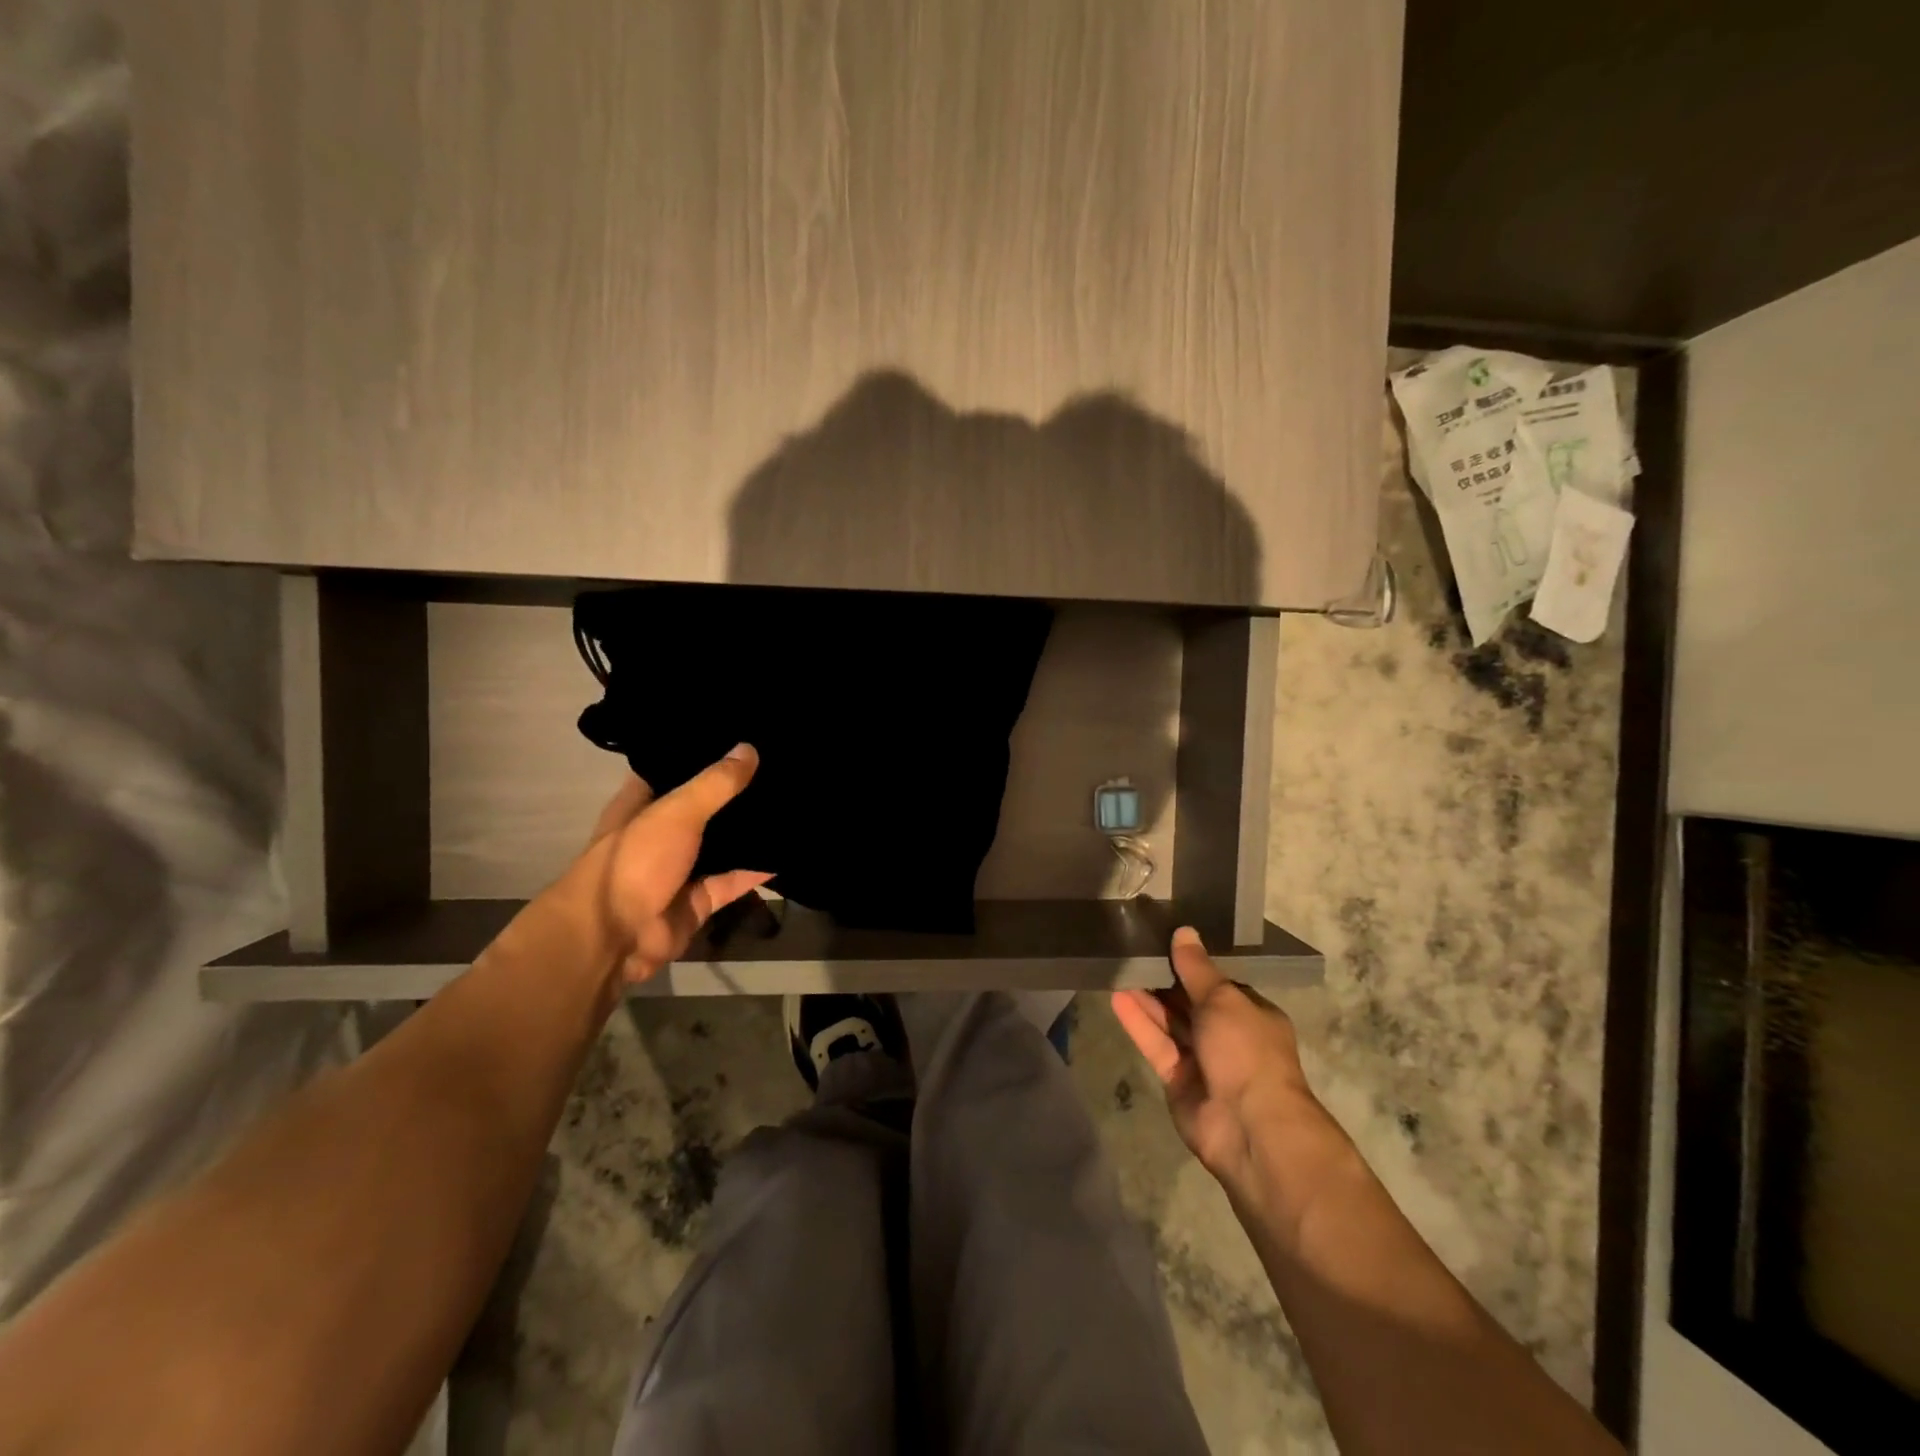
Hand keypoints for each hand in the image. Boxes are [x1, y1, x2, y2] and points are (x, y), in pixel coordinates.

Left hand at [577, 744, 771, 983]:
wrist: (615, 938)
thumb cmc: (635, 862)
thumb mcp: (676, 812)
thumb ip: (715, 784)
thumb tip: (750, 748)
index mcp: (641, 805)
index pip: (671, 769)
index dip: (699, 754)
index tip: (738, 736)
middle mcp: (660, 834)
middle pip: (702, 807)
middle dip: (733, 792)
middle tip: (777, 766)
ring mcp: (679, 869)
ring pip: (720, 844)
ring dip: (747, 831)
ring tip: (790, 802)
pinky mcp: (699, 900)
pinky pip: (733, 880)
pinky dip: (756, 870)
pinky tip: (787, 850)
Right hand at [1112, 926, 1317, 1181]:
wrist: (1249, 1126)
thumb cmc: (1246, 1051)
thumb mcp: (1224, 998)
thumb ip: (1197, 968)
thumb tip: (1184, 931)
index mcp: (1250, 1014)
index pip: (1218, 983)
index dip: (1192, 963)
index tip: (1164, 940)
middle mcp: (1228, 1036)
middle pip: (1190, 1002)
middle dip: (1165, 980)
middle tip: (1133, 951)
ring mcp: (1202, 1060)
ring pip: (1170, 1022)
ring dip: (1147, 999)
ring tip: (1119, 968)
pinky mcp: (1177, 1079)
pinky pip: (1156, 1045)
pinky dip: (1139, 1023)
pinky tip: (1117, 997)